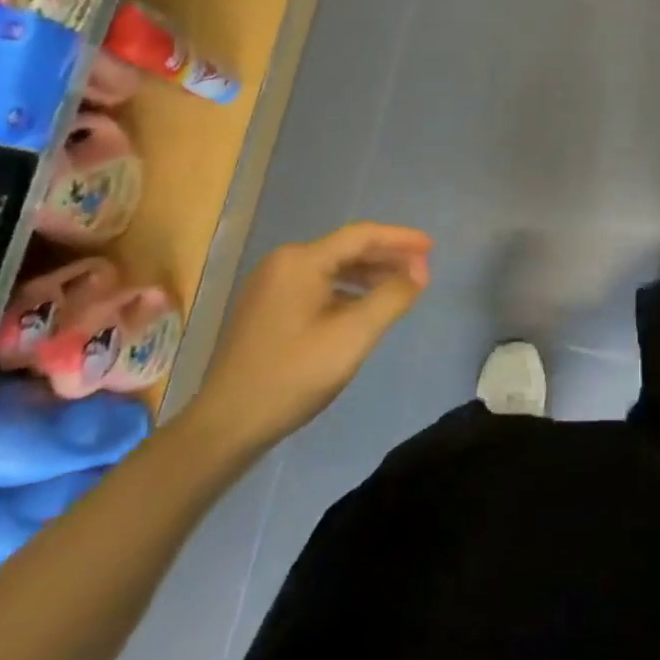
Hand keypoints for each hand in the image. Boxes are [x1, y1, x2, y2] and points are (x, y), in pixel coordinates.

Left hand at [186, 222, 431, 454]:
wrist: (227, 423)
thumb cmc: (294, 374)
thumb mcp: (353, 335)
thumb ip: (391, 297)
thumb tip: (421, 270)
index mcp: (301, 261)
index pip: (361, 236)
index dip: (400, 239)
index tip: (432, 247)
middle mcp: (283, 263)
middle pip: (346, 250)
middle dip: (386, 257)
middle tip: (422, 269)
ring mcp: (270, 285)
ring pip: (331, 269)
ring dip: (368, 275)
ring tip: (400, 288)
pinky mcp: (266, 308)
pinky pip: (316, 287)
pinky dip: (346, 292)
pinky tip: (363, 309)